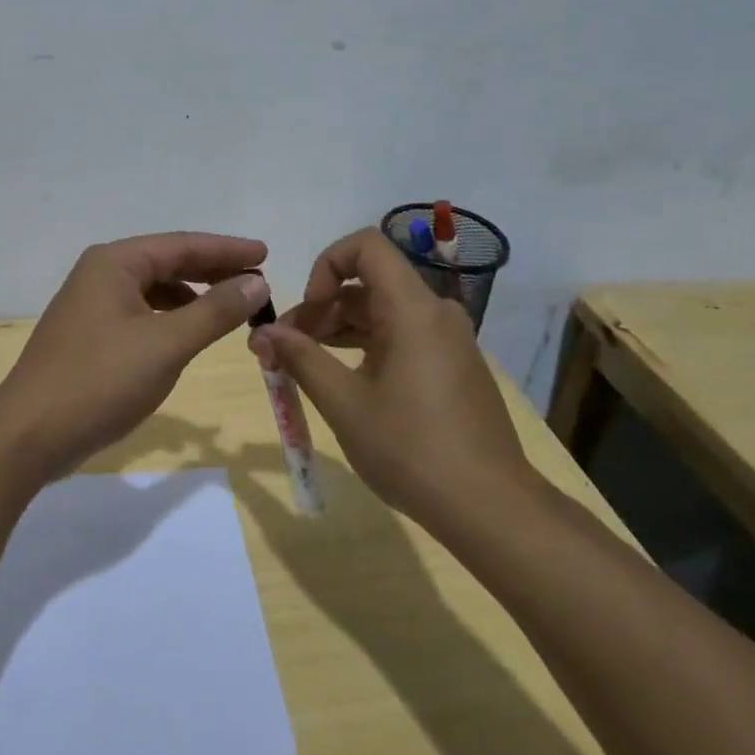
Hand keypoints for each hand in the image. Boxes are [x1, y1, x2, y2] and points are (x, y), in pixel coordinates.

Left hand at [0, 232, 271, 481]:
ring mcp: (91, 305)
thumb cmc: (100, 381)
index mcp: (115, 263)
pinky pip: (140, 313)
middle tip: (257, 281)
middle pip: (167, 262)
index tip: (266, 254)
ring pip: (154, 289)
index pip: (182, 245)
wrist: (30, 434)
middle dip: (212, 271)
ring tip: (229, 308)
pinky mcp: (89, 335)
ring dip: (192, 296)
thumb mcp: (166, 344)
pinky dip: (169, 318)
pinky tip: (187, 334)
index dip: (227, 250)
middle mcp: (100, 274)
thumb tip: (255, 281)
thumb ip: (214, 311)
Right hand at [248, 228, 533, 520]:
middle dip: (319, 309)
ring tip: (301, 367)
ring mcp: (448, 340)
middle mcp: (435, 313)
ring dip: (338, 330)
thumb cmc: (411, 449)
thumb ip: (301, 359)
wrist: (489, 507)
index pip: (366, 247)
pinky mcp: (452, 366)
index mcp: (413, 310)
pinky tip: (341, 381)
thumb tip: (265, 332)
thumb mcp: (344, 404)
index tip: (306, 308)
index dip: (325, 265)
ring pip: (382, 312)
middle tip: (281, 350)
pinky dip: (365, 347)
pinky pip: (401, 336)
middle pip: (368, 284)